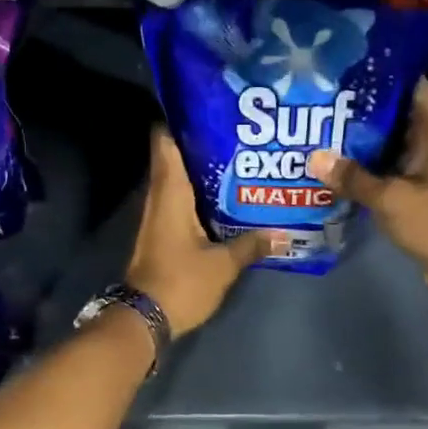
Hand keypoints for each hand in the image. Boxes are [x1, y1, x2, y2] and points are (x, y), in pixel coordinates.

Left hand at [126, 128, 270, 334]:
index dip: (181, 121)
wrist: (144, 319)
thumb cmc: (181, 283)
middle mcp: (159, 198)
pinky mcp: (160, 235)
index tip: (208, 109)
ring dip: (201, 173)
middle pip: (174, 159)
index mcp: (170, 194)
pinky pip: (179, 204)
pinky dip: (198, 197)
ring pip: (178, 182)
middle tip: (237, 135)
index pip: (165, 143)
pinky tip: (225, 201)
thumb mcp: (223, 265)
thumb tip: (283, 233)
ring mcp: (157, 218)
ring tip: (238, 163)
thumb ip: (251, 245)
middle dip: (201, 145)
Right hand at [320, 79, 427, 305]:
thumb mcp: (391, 199)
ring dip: (359, 139)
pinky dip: (367, 164)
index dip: (375, 74)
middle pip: (393, 111)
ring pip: (388, 140)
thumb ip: (352, 177)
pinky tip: (333, 164)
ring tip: (316, 127)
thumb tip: (314, 158)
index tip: (338, 69)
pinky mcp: (420, 186)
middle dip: (357, 107)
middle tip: (316, 100)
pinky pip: (390, 166)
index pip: (407, 83)